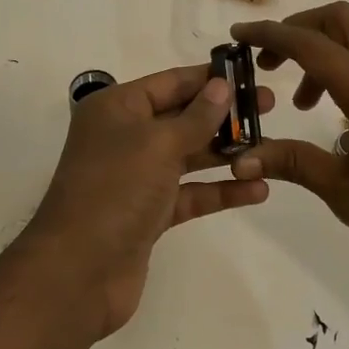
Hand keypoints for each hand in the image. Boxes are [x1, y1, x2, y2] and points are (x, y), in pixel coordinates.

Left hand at [26, 65, 274, 338]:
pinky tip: (257, 189)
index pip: (171, 82)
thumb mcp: (158, 144)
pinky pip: (190, 193)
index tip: (251, 75)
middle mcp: (125, 137)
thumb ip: (196, 117)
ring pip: (190, 156)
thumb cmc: (115, 191)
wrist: (77, 273)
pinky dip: (220, 191)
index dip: (210, 78)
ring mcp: (137, 177)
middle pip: (183, 117)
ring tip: (271, 148)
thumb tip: (222, 86)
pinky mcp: (149, 213)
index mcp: (117, 108)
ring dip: (227, 153)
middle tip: (271, 109)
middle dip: (225, 115)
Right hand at [229, 3, 348, 290]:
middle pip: (341, 20)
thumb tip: (241, 159)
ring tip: (300, 103)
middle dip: (299, 29)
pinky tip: (335, 118)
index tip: (239, 35)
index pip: (311, 44)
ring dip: (323, 53)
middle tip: (269, 62)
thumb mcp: (345, 193)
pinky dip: (346, 70)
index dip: (270, 34)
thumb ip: (294, 163)